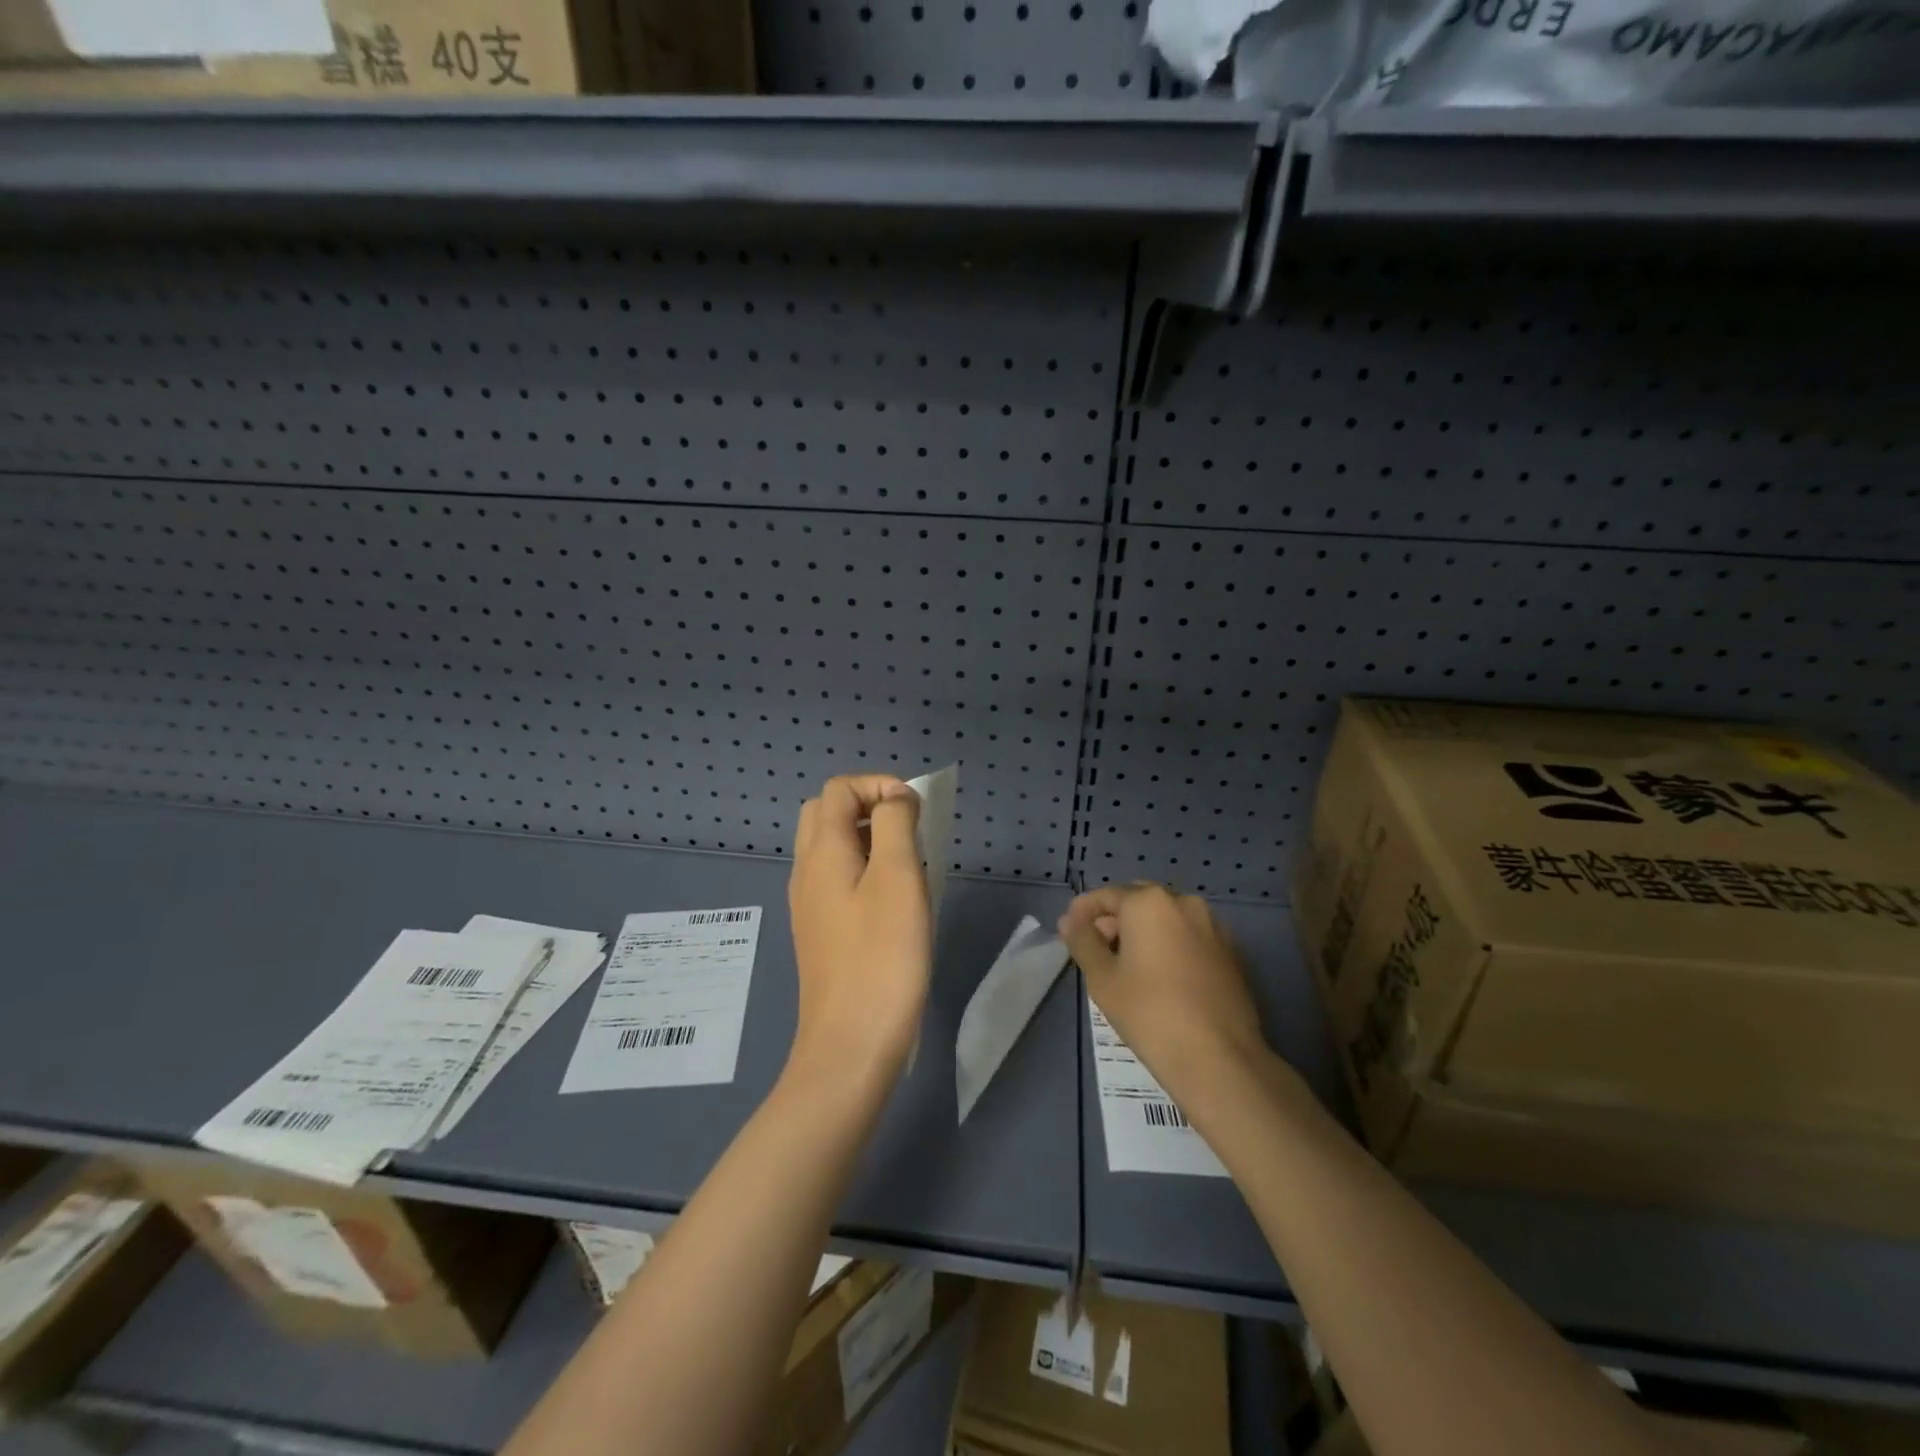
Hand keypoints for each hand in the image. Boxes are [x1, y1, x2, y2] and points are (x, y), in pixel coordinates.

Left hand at [787, 774, 930, 1082]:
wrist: (852, 1042)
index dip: (879, 785)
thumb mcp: (898, 878)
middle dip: (868, 806)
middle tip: (908, 831)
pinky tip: (893, 902)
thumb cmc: (882, 956)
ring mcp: (809, 903)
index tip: (916, 813)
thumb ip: (895, 824)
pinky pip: (836, 878)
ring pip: (830, 846)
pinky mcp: (820, 931)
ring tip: (907, 865)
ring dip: (867, 838)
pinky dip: (863, 869)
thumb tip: (895, 798)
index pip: (839, 788)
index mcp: (821, 852)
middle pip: (826, 812)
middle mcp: (806, 871)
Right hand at [1059, 883, 1272, 1112]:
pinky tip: (1160, 977)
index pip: (1106, 896)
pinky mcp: (1231, 953)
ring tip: (1127, 966)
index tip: (1069, 931)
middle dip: (1115, 920)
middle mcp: (1184, 903)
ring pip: (1167, 918)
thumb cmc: (1149, 1013)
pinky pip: (1189, 937)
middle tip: (1096, 950)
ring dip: (1143, 932)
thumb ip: (1083, 941)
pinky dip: (1169, 945)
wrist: (1219, 1058)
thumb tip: (1070, 920)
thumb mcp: (1102, 978)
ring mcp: (1213, 927)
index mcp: (1149, 902)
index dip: (1083, 912)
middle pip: (1139, 902)